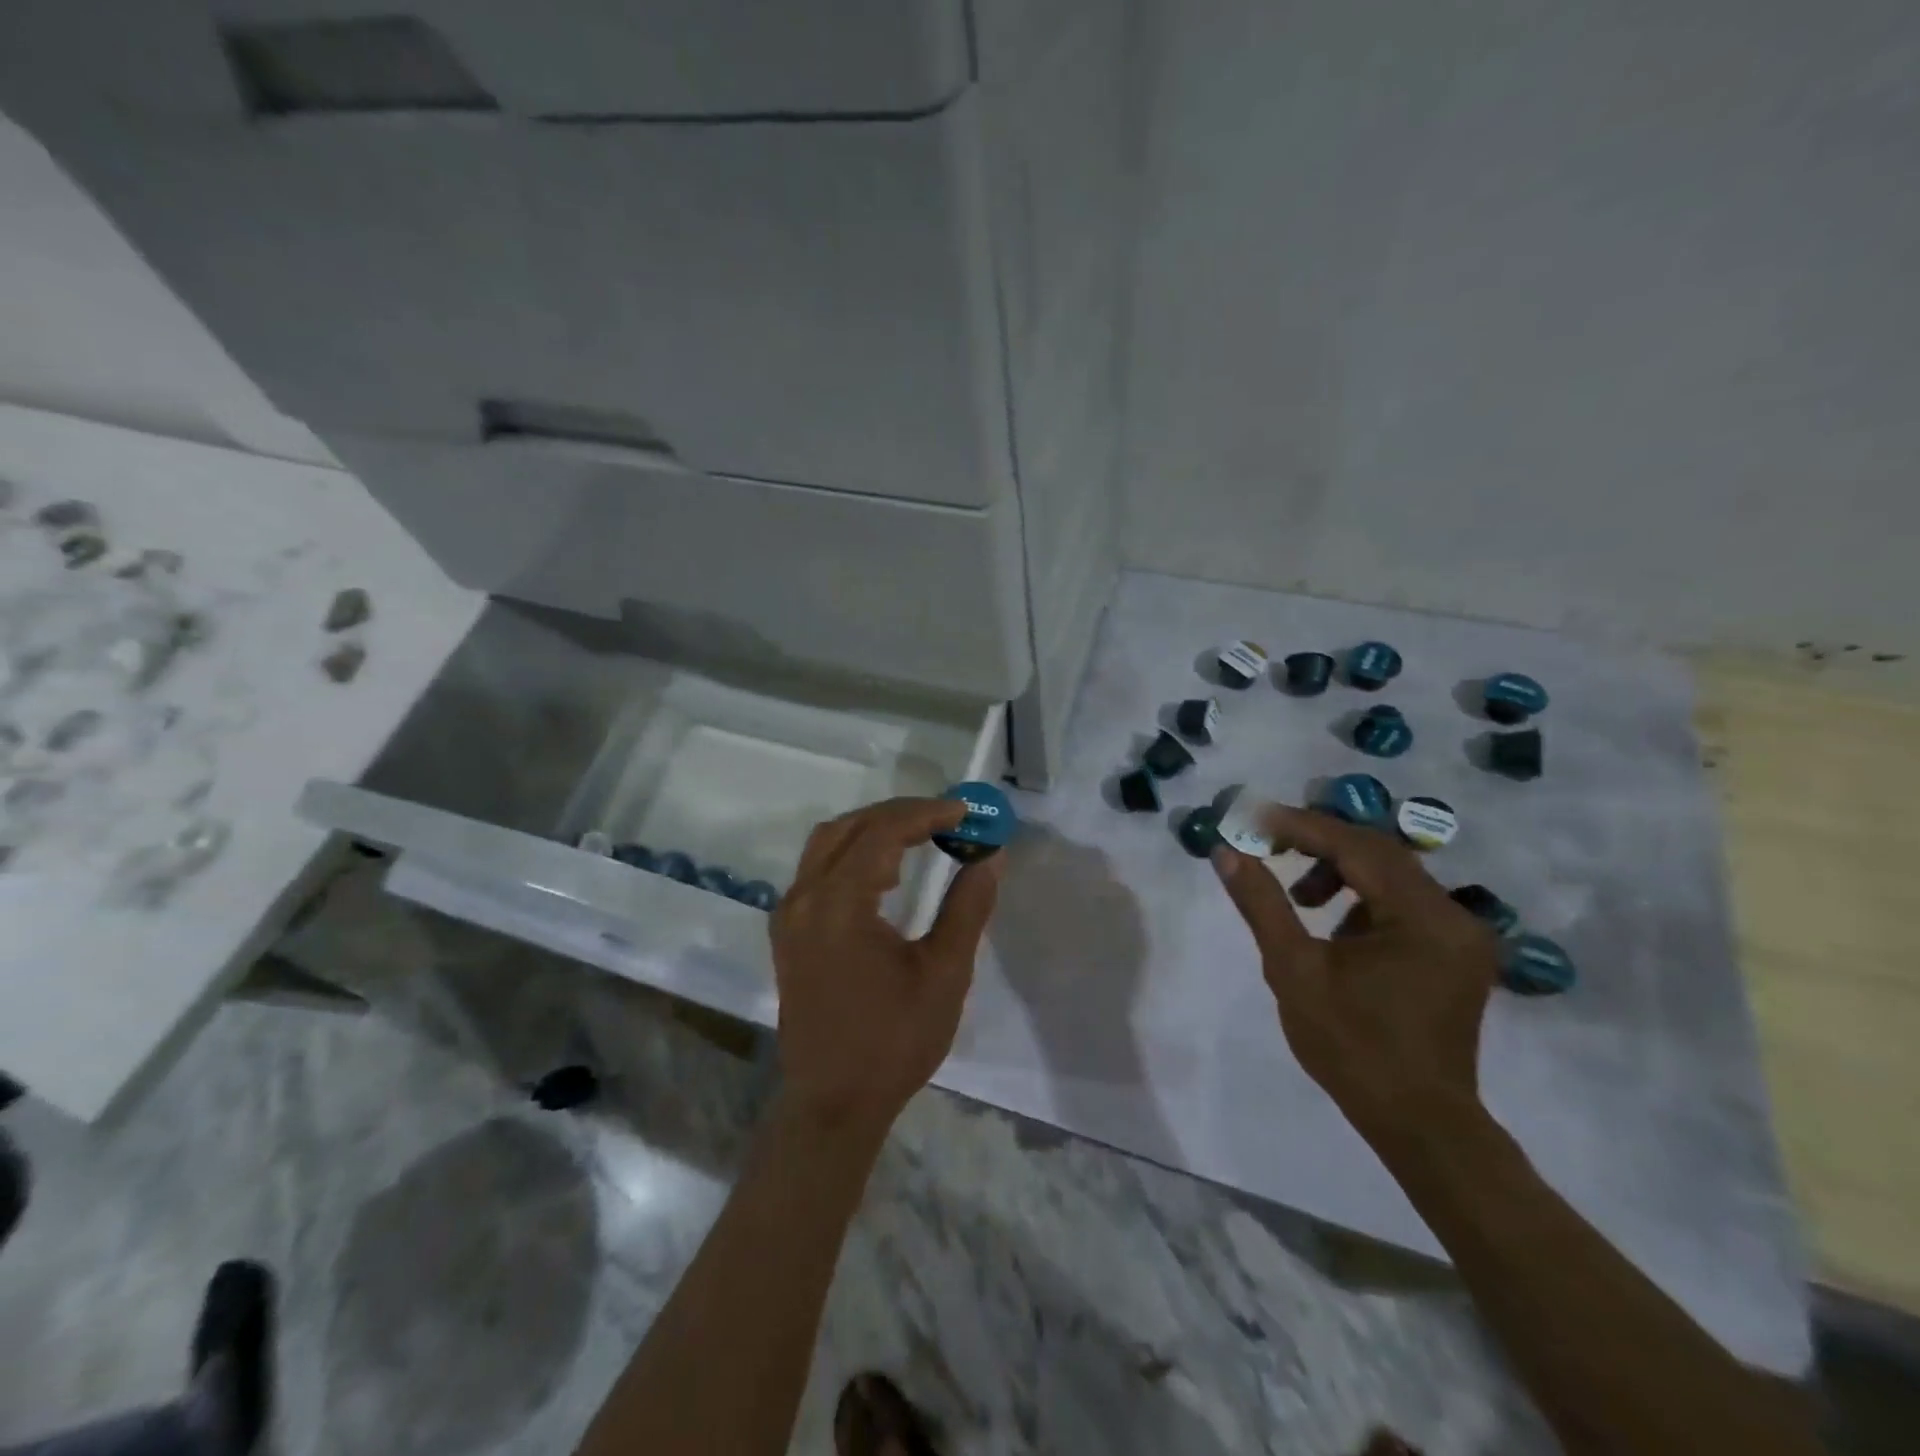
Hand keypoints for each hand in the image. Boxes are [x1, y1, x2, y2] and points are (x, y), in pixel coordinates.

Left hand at [770, 797, 1003, 1133]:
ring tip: (921, 839)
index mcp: (839, 904)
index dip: (926, 813)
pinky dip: (853, 855)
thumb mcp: (944, 974)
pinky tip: (886, 874)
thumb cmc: (894, 1042)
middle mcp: (804, 898)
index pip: (882, 832)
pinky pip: (818, 870)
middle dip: (900, 815)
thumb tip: (990, 856)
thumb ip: (967, 907)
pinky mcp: (788, 933)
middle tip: (947, 818)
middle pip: (849, 827)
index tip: (965, 812)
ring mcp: (790, 915)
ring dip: (873, 830)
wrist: (833, 1103)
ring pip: (827, 844)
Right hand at [1210, 805, 1497, 1137]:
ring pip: (1392, 875)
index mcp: (1422, 917)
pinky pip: (1403, 903)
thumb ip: (1261, 903)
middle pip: (1378, 852)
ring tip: (1299, 899)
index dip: (1299, 826)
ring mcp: (1460, 935)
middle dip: (1317, 842)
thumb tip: (1226, 852)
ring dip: (1340, 872)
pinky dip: (1363, 899)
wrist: (1418, 1123)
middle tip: (1266, 843)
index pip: (1355, 846)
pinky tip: (1335, 930)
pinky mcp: (1455, 953)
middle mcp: (1453, 916)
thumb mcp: (1293, 969)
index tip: (1251, 818)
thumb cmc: (1351, 1047)